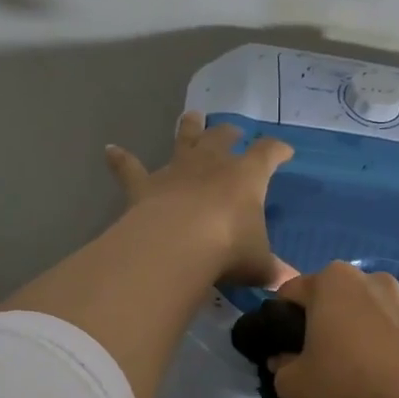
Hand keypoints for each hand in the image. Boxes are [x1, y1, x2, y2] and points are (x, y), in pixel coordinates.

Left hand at [105, 113, 294, 288]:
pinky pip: (130, 169)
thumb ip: (272, 270)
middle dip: (230, 133)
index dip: (278, 151)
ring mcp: (176, 171)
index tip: (285, 152)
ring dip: (188, 128)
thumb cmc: (228, 248)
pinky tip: (110, 150)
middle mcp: (212, 164)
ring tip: (192, 116)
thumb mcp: (259, 264)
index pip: (268, 154)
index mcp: (247, 176)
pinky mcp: (145, 186)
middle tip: (234, 131)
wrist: (177, 245)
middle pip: (222, 138)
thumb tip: (288, 281)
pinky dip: (120, 160)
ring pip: (184, 140)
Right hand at [270, 261, 398, 397]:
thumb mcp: (293, 385)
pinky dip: (377, 347)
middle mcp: (367, 278)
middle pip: (328, 300)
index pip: (288, 294)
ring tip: (349, 374)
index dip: (278, 323)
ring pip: (360, 315)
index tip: (281, 352)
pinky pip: (386, 331)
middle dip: (317, 325)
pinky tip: (377, 377)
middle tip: (313, 363)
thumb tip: (284, 359)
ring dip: (349, 335)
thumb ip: (280, 366)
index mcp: (330, 280)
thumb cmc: (347, 386)